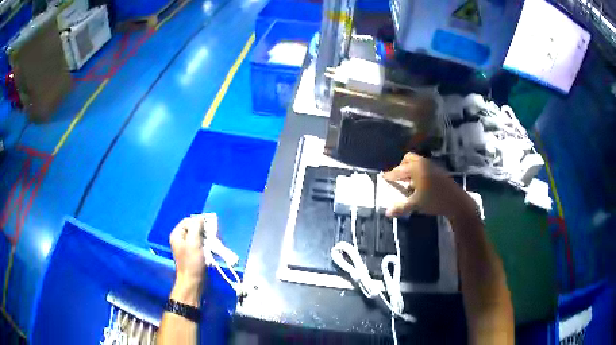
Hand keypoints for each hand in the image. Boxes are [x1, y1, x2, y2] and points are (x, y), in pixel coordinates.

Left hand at [169, 217, 206, 285]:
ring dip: (206, 238)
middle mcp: (180, 239)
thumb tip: (201, 217)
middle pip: (193, 228)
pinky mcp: (193, 253)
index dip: (198, 222)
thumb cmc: (192, 261)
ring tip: (213, 243)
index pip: (188, 221)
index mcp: (177, 234)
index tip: (208, 228)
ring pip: (198, 236)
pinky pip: (200, 244)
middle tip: (211, 236)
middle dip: (203, 231)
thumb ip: (196, 227)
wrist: (193, 281)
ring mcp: (186, 247)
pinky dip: (206, 245)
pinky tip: (211, 249)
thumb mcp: (193, 242)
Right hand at [383, 153, 474, 219]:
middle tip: (397, 178)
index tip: (383, 176)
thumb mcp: (416, 204)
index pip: (399, 170)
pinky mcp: (439, 171)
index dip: (390, 175)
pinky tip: (420, 185)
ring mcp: (433, 166)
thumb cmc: (434, 201)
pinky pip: (424, 167)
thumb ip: (401, 207)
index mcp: (416, 168)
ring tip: (408, 183)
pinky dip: (419, 172)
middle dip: (401, 167)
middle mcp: (423, 163)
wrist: (456, 202)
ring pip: (417, 162)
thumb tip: (387, 213)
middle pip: (408, 159)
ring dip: (410, 169)